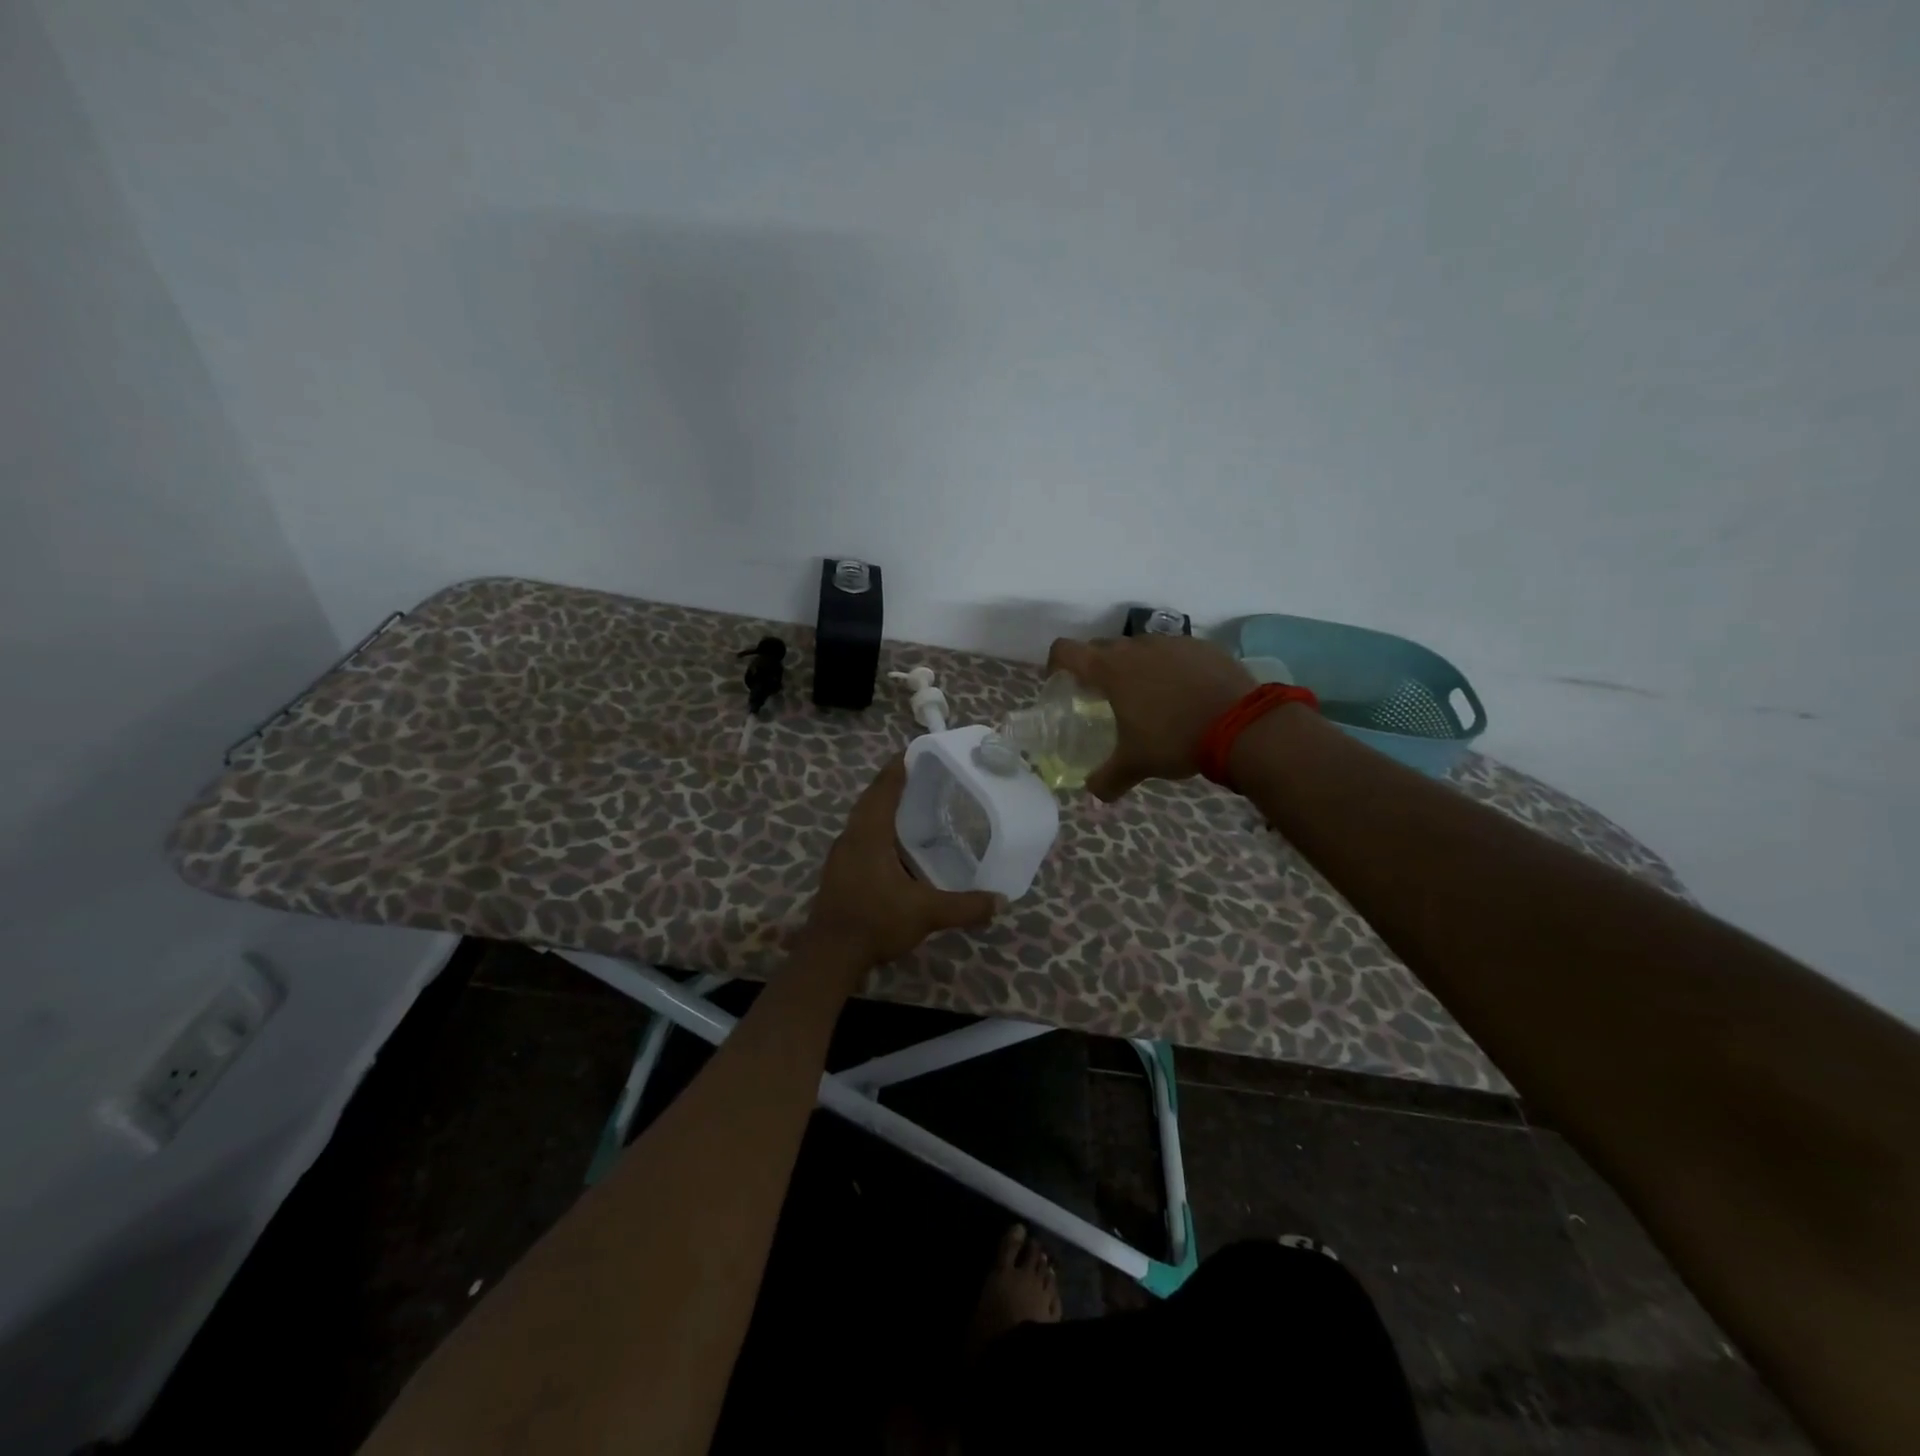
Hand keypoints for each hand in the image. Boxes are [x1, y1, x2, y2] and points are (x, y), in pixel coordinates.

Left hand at [803, 759, 1002, 971]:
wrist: (830, 957)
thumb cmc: (875, 921)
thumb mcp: (926, 913)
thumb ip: (965, 906)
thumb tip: (1001, 901)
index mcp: (869, 833)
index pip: (884, 787)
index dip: (898, 767)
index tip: (916, 751)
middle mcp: (852, 837)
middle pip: (872, 800)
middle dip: (894, 785)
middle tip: (924, 778)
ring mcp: (841, 856)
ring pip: (864, 821)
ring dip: (885, 810)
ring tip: (916, 808)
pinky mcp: (840, 873)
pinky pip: (862, 839)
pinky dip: (880, 833)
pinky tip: (899, 848)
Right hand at [1046, 634, 1255, 799]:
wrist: (1241, 724)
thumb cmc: (1175, 738)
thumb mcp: (1136, 764)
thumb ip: (1107, 779)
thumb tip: (1093, 793)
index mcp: (1110, 670)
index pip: (1066, 651)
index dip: (1056, 663)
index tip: (1060, 682)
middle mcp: (1136, 647)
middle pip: (1102, 647)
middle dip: (1096, 668)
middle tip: (1103, 697)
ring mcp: (1171, 642)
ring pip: (1140, 647)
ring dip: (1135, 666)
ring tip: (1148, 697)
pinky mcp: (1201, 646)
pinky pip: (1174, 651)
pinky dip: (1169, 667)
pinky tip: (1183, 694)